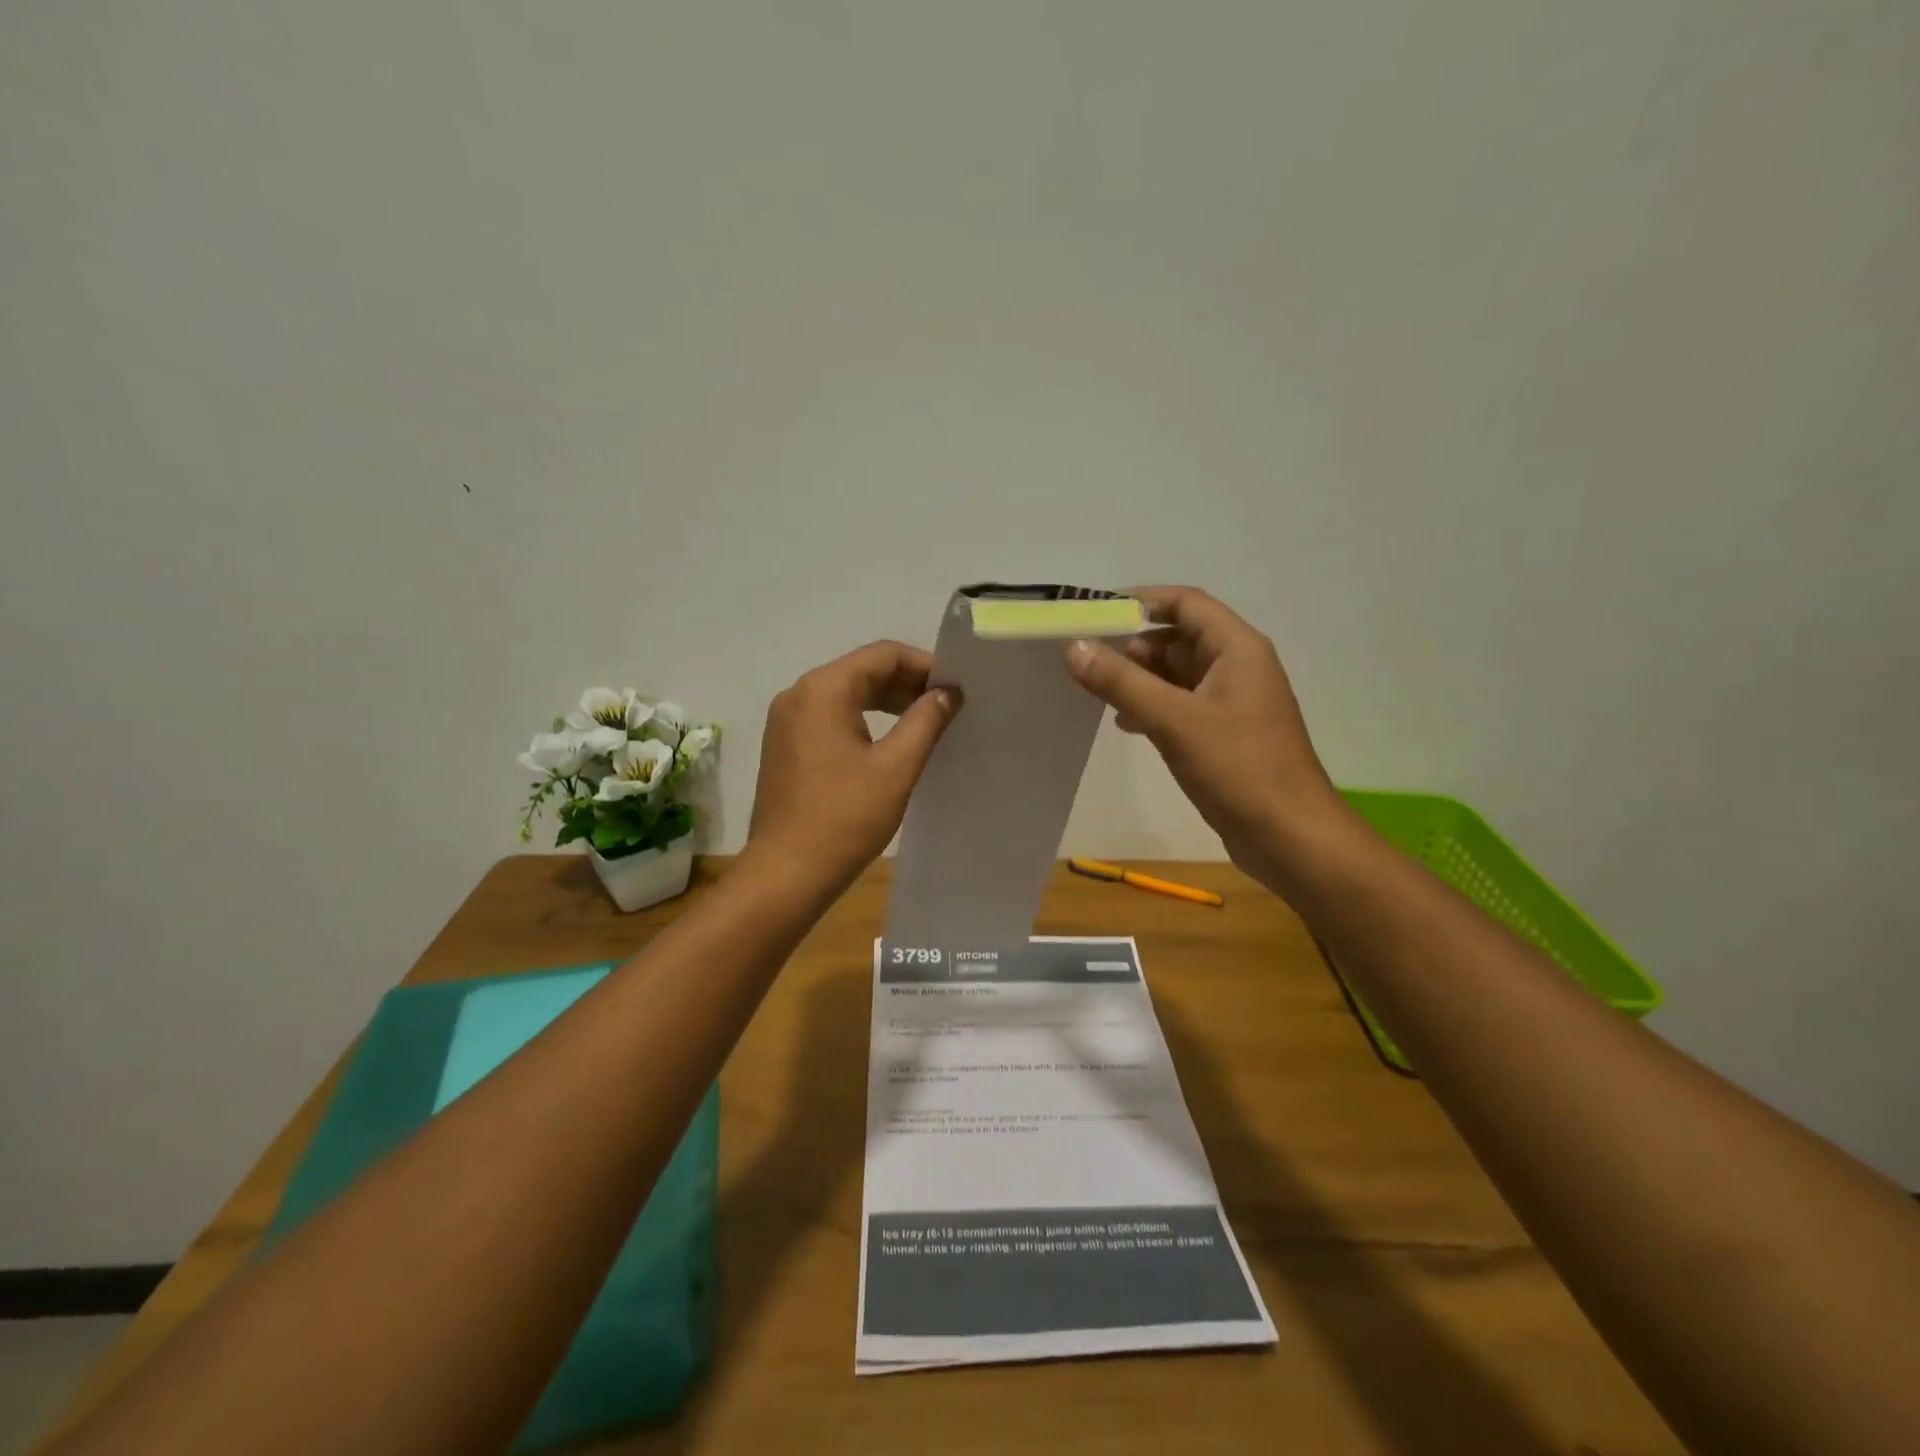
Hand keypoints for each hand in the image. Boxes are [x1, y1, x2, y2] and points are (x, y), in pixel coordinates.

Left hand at [746, 640, 960, 892]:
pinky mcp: (784, 745)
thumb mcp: (896, 767)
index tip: (955, 688)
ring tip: (925, 724)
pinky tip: (889, 743)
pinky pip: (829, 717)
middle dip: (906, 684)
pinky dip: (862, 720)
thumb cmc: (845, 817)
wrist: (787, 872)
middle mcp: (798, 694)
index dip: (924, 665)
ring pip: (846, 694)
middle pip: (862, 671)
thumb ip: (926, 721)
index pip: (883, 655)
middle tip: (946, 707)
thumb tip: (948, 693)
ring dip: (886, 703)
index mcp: (823, 689)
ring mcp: (786, 720)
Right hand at [1064, 586, 1346, 890]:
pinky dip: (1152, 707)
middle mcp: (1238, 666)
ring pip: (1178, 674)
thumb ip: (1122, 683)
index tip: (1095, 613)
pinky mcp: (1224, 734)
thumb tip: (1074, 647)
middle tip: (1089, 661)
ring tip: (1098, 692)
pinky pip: (1181, 705)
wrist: (1289, 837)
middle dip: (1134, 646)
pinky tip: (1125, 725)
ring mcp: (1232, 702)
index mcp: (1237, 648)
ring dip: (1140, 678)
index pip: (1186, 603)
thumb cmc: (1239, 769)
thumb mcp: (1174, 721)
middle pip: (1179, 637)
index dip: (1141, 600)